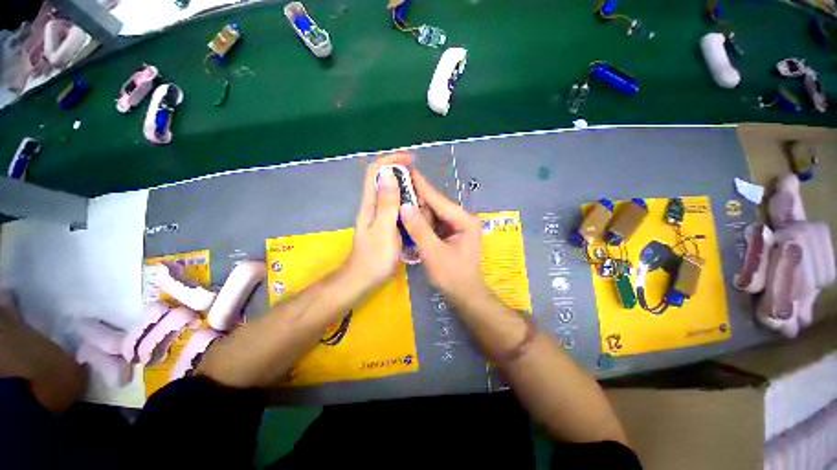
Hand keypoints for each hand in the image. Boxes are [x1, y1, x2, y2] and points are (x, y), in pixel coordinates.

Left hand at [344, 153, 411, 290]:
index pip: (376, 172)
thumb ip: (387, 203)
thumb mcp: (384, 229)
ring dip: (404, 187)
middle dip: (400, 172)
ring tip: (422, 193)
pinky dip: (405, 202)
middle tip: (420, 179)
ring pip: (389, 192)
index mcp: (370, 204)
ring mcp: (377, 215)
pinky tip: (416, 209)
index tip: (410, 160)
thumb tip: (389, 174)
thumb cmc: (375, 257)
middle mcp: (372, 206)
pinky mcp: (383, 224)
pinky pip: (394, 206)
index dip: (391, 160)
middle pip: (383, 179)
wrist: (363, 279)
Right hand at [400, 169, 491, 306]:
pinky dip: (421, 223)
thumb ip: (419, 229)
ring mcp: (457, 227)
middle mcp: (462, 219)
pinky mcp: (450, 234)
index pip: (439, 200)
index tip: (407, 170)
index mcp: (465, 221)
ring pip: (433, 215)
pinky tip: (408, 219)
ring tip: (399, 202)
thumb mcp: (434, 253)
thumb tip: (405, 206)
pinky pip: (433, 224)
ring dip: (417, 212)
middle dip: (417, 200)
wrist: (465, 296)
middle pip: (436, 206)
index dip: (422, 186)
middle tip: (397, 188)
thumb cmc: (453, 276)